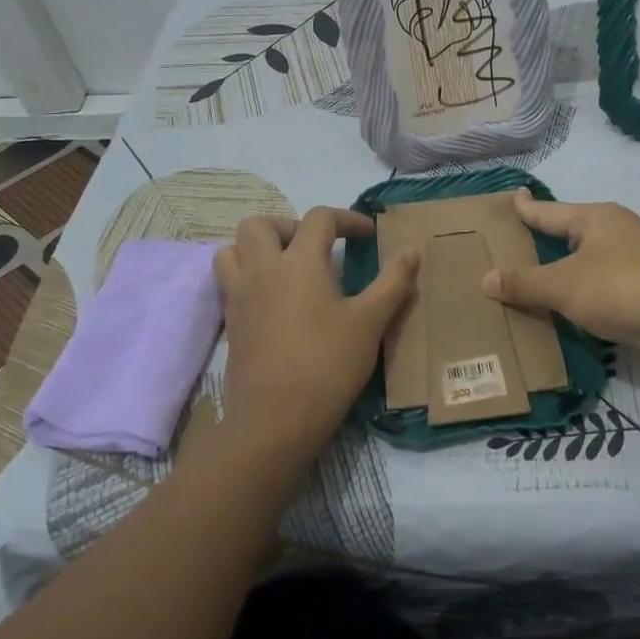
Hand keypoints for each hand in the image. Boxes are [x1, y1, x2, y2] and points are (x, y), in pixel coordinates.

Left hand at [214, 207, 417, 458]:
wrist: (275, 419)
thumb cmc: (328, 364)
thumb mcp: (370, 323)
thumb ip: (393, 283)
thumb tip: (411, 251)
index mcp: (299, 261)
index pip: (319, 218)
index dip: (347, 219)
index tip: (367, 236)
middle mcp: (262, 270)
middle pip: (260, 224)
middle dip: (289, 225)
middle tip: (316, 248)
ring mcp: (240, 296)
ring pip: (232, 249)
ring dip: (257, 248)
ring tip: (286, 267)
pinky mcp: (230, 322)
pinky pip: (228, 282)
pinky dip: (247, 277)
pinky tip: (273, 300)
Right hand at [482, 190, 639, 346]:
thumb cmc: (621, 287)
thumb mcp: (563, 285)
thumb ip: (524, 283)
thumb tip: (486, 278)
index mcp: (596, 219)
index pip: (550, 211)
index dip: (528, 207)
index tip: (514, 196)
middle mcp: (618, 233)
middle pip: (573, 234)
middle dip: (548, 241)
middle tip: (517, 246)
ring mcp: (638, 262)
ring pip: (591, 263)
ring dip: (568, 273)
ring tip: (539, 281)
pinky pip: (605, 289)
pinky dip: (586, 296)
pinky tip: (573, 310)